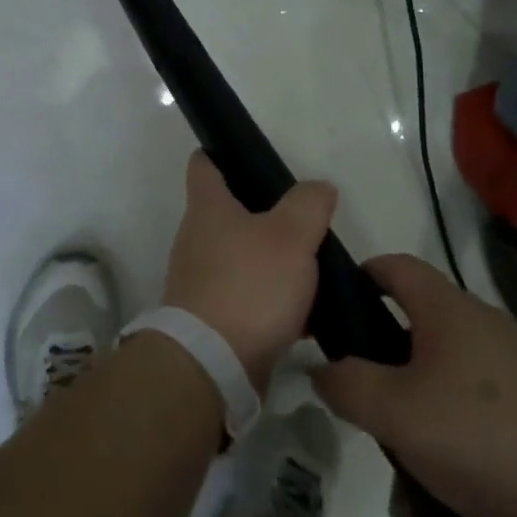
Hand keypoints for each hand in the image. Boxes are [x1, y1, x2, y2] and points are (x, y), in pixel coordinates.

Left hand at [161, 151, 335, 387]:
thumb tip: (318, 187)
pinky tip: (309, 313)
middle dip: (264, 213)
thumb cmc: (249, 285)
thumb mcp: (290, 236)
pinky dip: (274, 300)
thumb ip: (308, 205)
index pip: (204, 164)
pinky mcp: (214, 316)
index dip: (222, 153)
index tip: (250, 155)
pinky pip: (249, 297)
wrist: (213, 364)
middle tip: (304, 218)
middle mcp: (198, 237)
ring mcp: (203, 278)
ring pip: (243, 256)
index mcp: (208, 207)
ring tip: (315, 266)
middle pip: (229, 211)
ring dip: (273, 260)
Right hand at [313, 254, 516, 516]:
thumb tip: (321, 367)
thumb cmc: (495, 439)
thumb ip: (348, 385)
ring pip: (442, 396)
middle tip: (361, 423)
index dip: (355, 278)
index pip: (391, 267)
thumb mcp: (401, 413)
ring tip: (406, 502)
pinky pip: (478, 434)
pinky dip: (455, 465)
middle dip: (380, 386)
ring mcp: (515, 380)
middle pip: (411, 340)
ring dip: (416, 441)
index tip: (326, 316)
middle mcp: (480, 333)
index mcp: (446, 311)